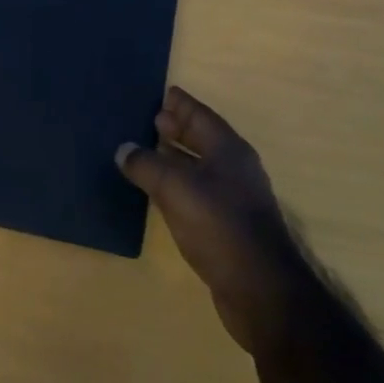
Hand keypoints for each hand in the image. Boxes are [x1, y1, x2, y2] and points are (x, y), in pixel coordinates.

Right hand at [116, 85, 312, 355]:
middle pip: (203, 139)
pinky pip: (199, 193)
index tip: (164, 93)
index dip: (181, 104)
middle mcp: (235, 168)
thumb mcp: (175, 188)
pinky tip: (161, 193)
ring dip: (177, 158)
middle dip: (179, 129)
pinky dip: (179, 185)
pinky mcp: (229, 227)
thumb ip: (147, 165)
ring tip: (150, 152)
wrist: (260, 289)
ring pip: (201, 167)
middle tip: (152, 120)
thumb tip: (123, 150)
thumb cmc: (219, 225)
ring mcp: (235, 198)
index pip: (201, 116)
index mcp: (228, 149)